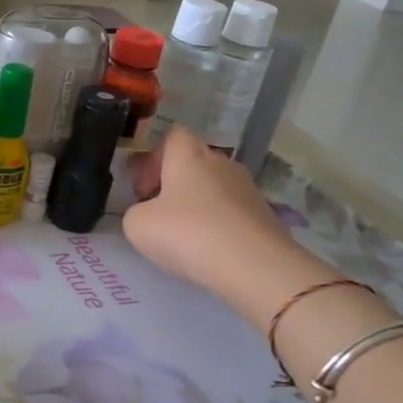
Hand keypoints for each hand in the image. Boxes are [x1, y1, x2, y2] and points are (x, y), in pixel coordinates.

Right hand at [122, 127, 332, 321]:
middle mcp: (221, 163)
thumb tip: (148, 214)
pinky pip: (232, 212)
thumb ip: (136, 212)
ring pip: (214, 188)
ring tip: (186, 238)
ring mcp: (248, 188)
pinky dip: (219, 226)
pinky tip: (211, 251)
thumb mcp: (137, 225)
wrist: (255, 266)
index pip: (172, 136)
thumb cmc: (188, 233)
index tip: (145, 189)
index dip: (154, 159)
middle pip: (194, 163)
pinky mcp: (265, 215)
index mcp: (189, 155)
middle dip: (175, 185)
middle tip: (160, 215)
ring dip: (198, 206)